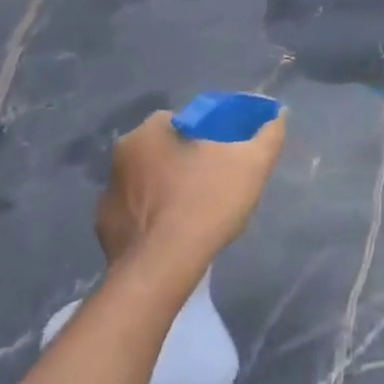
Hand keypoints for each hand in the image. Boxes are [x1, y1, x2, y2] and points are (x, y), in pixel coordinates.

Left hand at [96, 106, 286, 282]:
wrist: (163, 268)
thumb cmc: (206, 202)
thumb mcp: (252, 164)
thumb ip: (268, 135)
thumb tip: (279, 115)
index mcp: (148, 133)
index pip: (179, 121)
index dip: (205, 134)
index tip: (224, 154)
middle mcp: (119, 158)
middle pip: (161, 150)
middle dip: (183, 161)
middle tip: (212, 181)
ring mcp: (107, 195)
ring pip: (145, 182)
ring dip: (165, 189)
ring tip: (194, 211)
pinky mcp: (104, 229)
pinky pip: (133, 214)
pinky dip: (151, 219)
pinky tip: (173, 234)